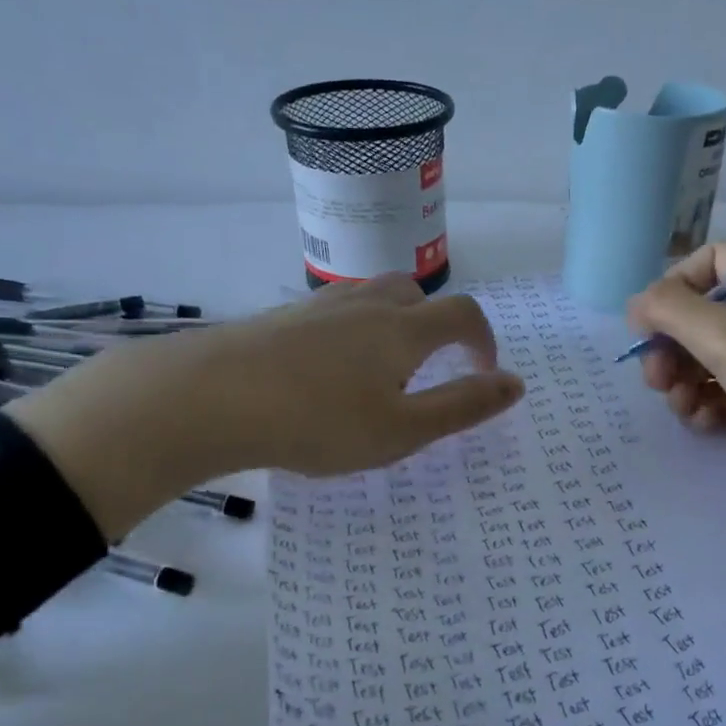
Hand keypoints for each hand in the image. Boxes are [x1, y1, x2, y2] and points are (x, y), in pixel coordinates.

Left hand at [10, 277, 523, 539]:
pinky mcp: (283, 318)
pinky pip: (335, 313)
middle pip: (417, 295)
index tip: (482, 375)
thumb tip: (516, 384)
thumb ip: (462, 407)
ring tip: (380, 371)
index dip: (484, 341)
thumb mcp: (401, 430)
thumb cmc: (318, 421)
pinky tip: (326, 372)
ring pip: (373, 298)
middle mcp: (367, 306)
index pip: (464, 315)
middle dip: (436, 326)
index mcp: (404, 330)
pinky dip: (351, 332)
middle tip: (426, 372)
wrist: (209, 398)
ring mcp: (320, 307)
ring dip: (393, 325)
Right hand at [626, 244, 725, 556]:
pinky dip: (710, 405)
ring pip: (711, 359)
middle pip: (703, 316)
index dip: (673, 287)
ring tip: (682, 408)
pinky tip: (704, 424)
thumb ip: (672, 312)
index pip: (711, 261)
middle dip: (672, 347)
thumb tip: (635, 303)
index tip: (647, 326)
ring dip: (685, 382)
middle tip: (655, 380)